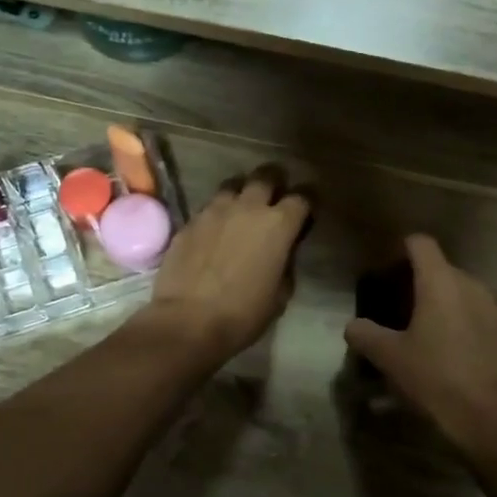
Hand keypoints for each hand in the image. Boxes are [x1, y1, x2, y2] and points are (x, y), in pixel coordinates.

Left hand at [144, 164, 311, 363]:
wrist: (187, 321)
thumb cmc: (243, 314)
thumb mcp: (280, 295)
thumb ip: (286, 264)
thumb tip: (283, 253)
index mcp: (279, 224)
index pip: (303, 197)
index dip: (308, 201)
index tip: (308, 210)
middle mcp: (248, 207)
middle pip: (266, 176)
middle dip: (275, 182)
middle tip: (275, 197)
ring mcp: (214, 210)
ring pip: (233, 185)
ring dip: (242, 193)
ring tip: (242, 210)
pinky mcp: (189, 221)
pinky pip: (209, 207)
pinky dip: (217, 214)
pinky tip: (215, 232)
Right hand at [343, 234, 496, 455]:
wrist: (489, 419)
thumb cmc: (434, 379)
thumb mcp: (389, 358)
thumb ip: (365, 334)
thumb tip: (353, 326)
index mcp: (440, 283)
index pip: (421, 244)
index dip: (401, 249)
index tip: (386, 270)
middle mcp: (469, 285)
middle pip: (440, 267)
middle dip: (418, 280)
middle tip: (396, 307)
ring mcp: (492, 307)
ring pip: (460, 290)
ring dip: (440, 300)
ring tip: (422, 329)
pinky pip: (476, 311)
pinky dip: (459, 319)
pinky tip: (448, 349)